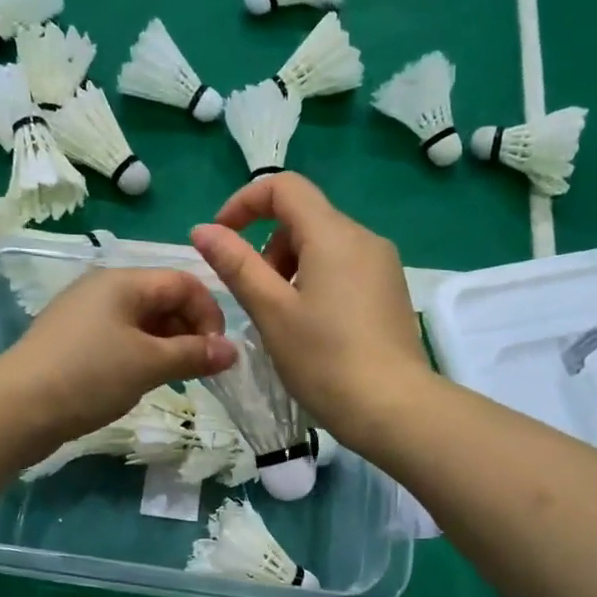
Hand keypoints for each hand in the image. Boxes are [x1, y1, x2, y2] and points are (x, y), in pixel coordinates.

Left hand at [0, 266, 237, 448]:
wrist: (16, 409)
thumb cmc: (89, 376)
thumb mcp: (149, 363)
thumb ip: (194, 354)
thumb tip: (232, 351)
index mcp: (123, 281)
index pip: (183, 282)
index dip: (209, 314)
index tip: (217, 354)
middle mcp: (103, 289)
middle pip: (162, 299)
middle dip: (189, 331)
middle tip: (199, 370)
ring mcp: (83, 316)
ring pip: (141, 322)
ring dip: (166, 346)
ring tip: (174, 379)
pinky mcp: (71, 343)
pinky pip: (119, 340)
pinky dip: (140, 356)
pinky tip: (140, 382)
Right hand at [191, 174, 429, 444]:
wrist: (393, 408)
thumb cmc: (324, 360)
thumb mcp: (271, 311)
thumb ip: (236, 265)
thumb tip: (203, 230)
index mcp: (333, 234)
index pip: (284, 187)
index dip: (244, 204)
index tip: (221, 239)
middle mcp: (364, 238)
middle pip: (304, 218)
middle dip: (268, 247)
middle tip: (256, 297)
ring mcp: (383, 265)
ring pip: (325, 246)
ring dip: (291, 268)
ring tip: (282, 319)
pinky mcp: (391, 292)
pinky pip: (345, 269)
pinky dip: (317, 282)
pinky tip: (313, 329)